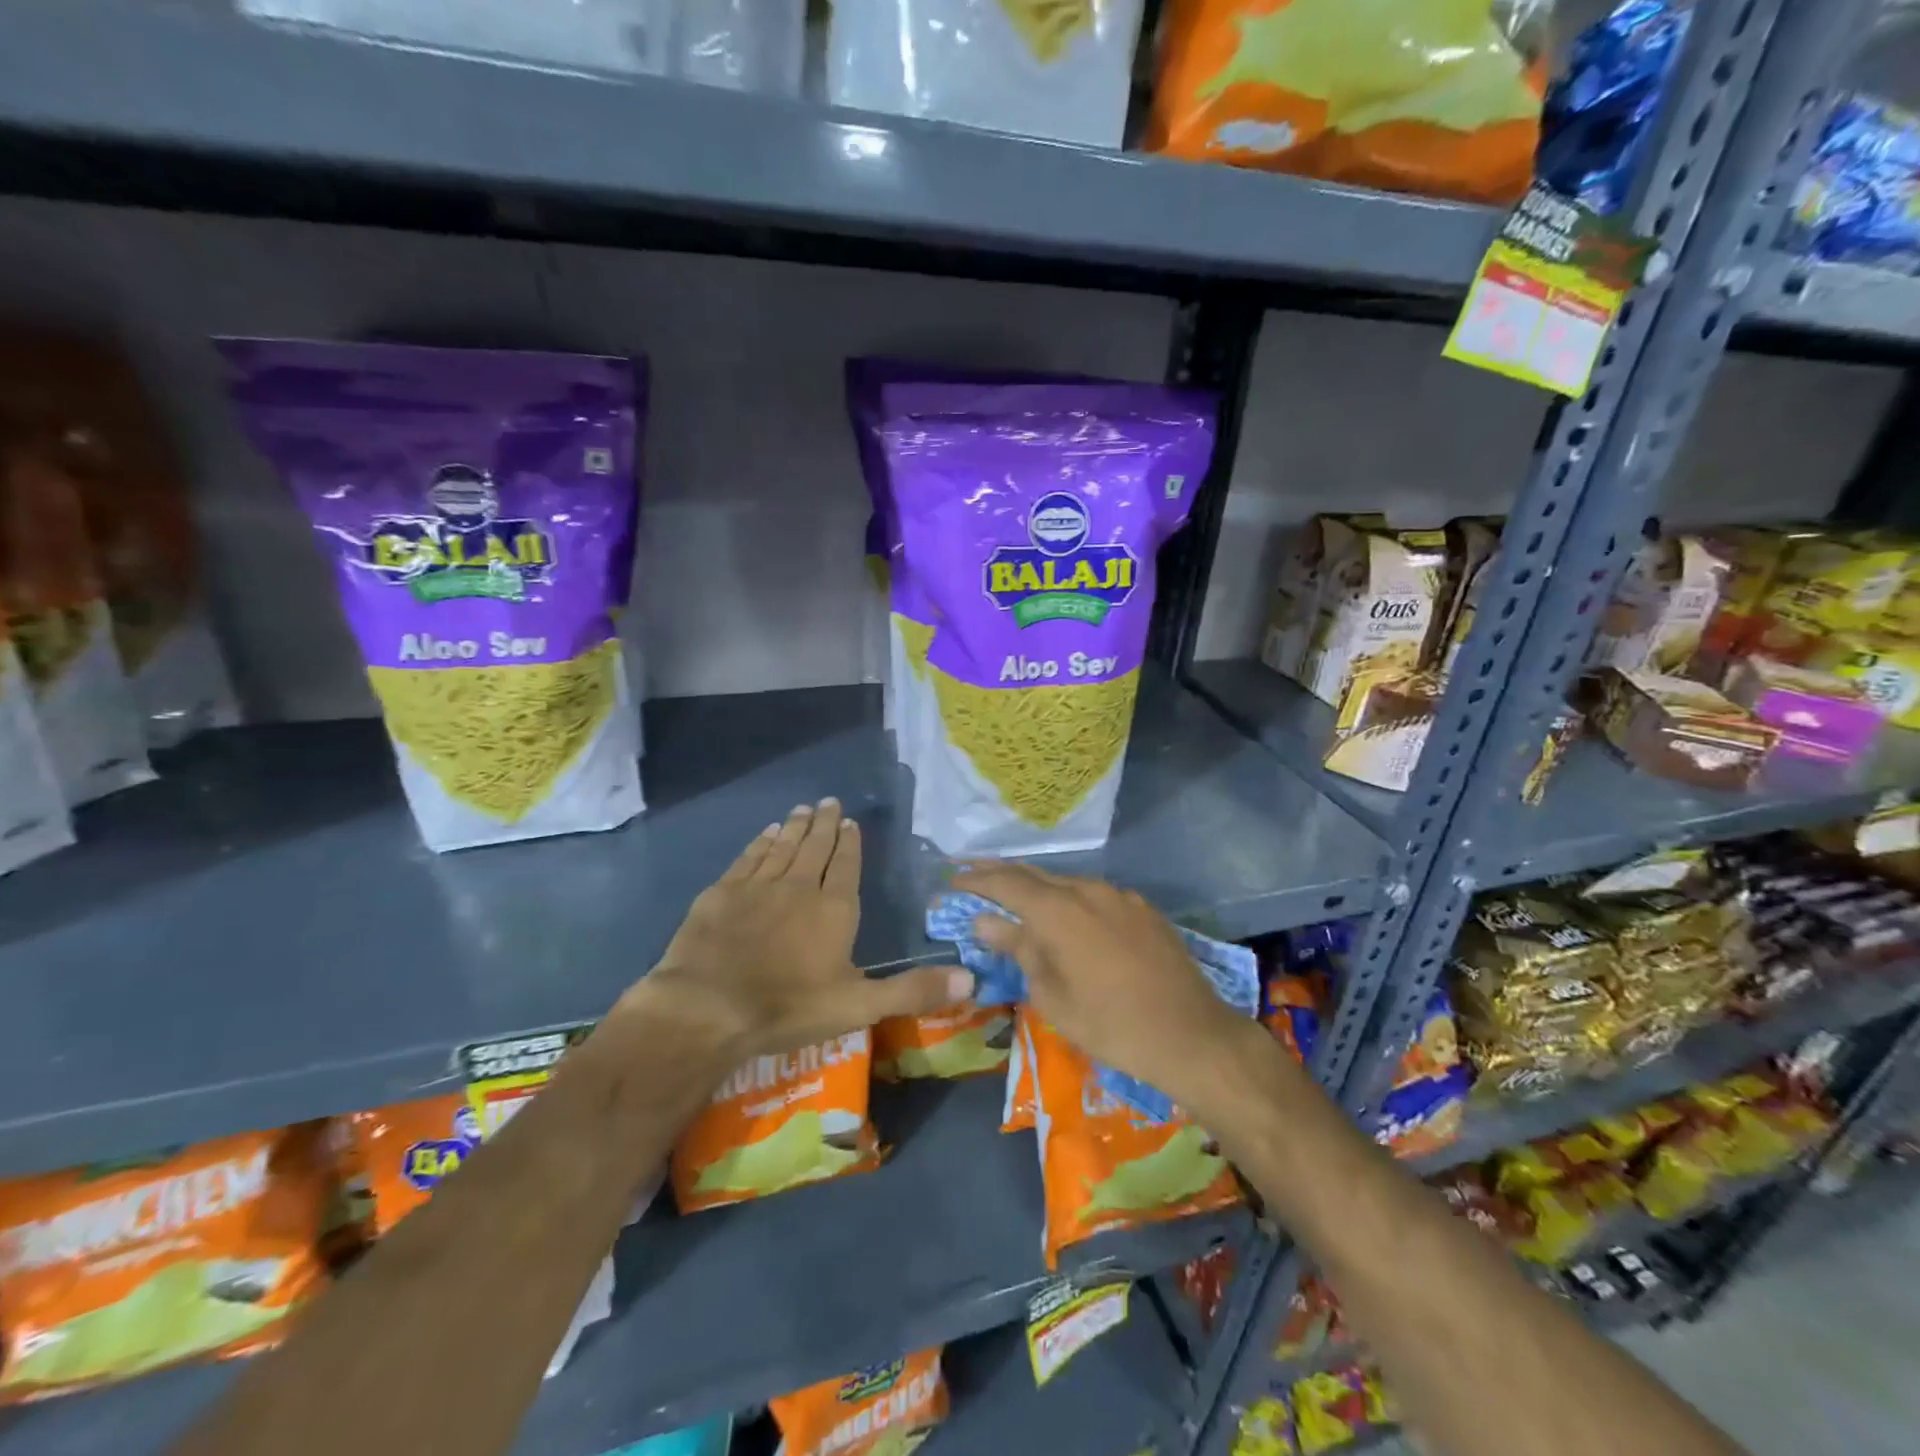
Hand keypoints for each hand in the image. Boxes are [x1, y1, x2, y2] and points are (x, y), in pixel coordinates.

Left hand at [635, 798, 972, 1060]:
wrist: (709, 1007)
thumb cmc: (789, 1007)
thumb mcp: (859, 1006)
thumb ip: (913, 991)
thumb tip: (972, 980)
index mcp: (834, 909)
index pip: (846, 866)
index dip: (851, 843)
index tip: (851, 822)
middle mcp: (799, 886)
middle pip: (815, 847)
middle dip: (824, 824)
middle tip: (828, 801)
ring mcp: (758, 886)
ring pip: (783, 846)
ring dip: (795, 827)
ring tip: (803, 809)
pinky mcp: (723, 892)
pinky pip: (748, 857)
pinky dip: (760, 842)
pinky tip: (766, 833)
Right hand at [953, 863, 1246, 1107]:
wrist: (1191, 1035)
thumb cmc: (1111, 1024)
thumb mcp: (1052, 995)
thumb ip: (1019, 950)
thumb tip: (985, 922)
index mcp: (1059, 910)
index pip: (1006, 883)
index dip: (976, 880)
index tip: (952, 880)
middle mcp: (1087, 891)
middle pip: (1035, 874)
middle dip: (1001, 873)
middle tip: (972, 873)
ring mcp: (1119, 896)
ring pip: (1067, 883)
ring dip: (1037, 887)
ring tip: (1014, 894)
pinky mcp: (1143, 909)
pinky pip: (1095, 895)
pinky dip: (1069, 899)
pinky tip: (1066, 913)